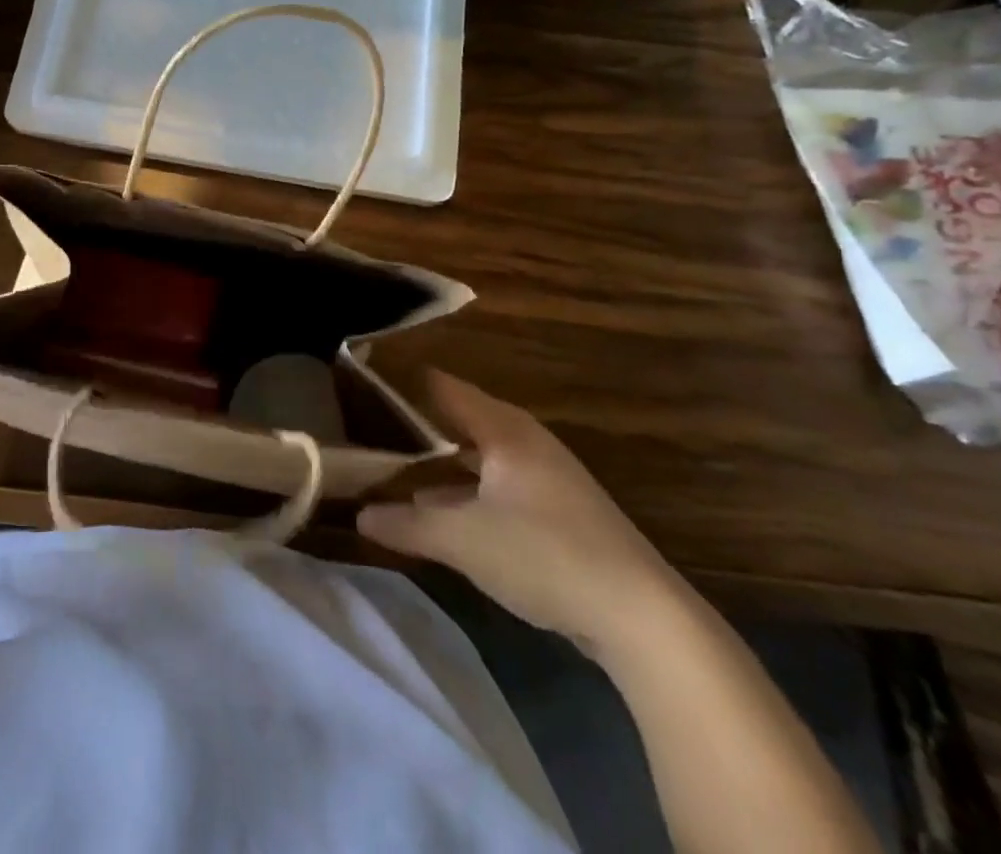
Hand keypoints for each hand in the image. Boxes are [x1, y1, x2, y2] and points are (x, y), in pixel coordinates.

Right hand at [357, 371, 684, 659]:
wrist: (642, 619)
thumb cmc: (544, 555)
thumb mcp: (463, 539)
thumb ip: (408, 524)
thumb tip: (359, 516)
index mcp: (503, 429)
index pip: (441, 387)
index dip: (400, 381)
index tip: (358, 380)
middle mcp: (524, 442)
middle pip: (458, 420)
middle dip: (413, 426)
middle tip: (364, 426)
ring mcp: (544, 478)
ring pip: (476, 457)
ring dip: (437, 464)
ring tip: (390, 468)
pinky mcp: (556, 514)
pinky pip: (495, 486)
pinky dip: (463, 492)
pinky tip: (438, 514)